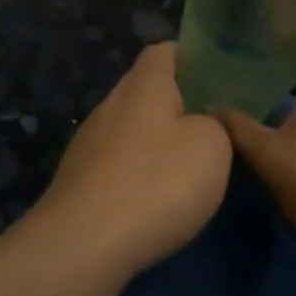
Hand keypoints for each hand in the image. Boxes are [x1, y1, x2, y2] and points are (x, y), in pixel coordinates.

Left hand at [30, 43, 232, 275]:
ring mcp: (88, 143)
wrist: (83, 245)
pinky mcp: (79, 180)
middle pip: (146, 89)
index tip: (216, 74)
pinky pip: (117, 163)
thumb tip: (202, 122)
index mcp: (143, 84)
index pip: (164, 50)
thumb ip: (215, 124)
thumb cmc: (157, 182)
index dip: (190, 55)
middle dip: (177, 102)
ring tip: (187, 166)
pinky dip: (138, 173)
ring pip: (131, 128)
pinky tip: (155, 200)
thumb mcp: (212, 146)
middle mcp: (111, 104)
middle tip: (211, 124)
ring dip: (156, 141)